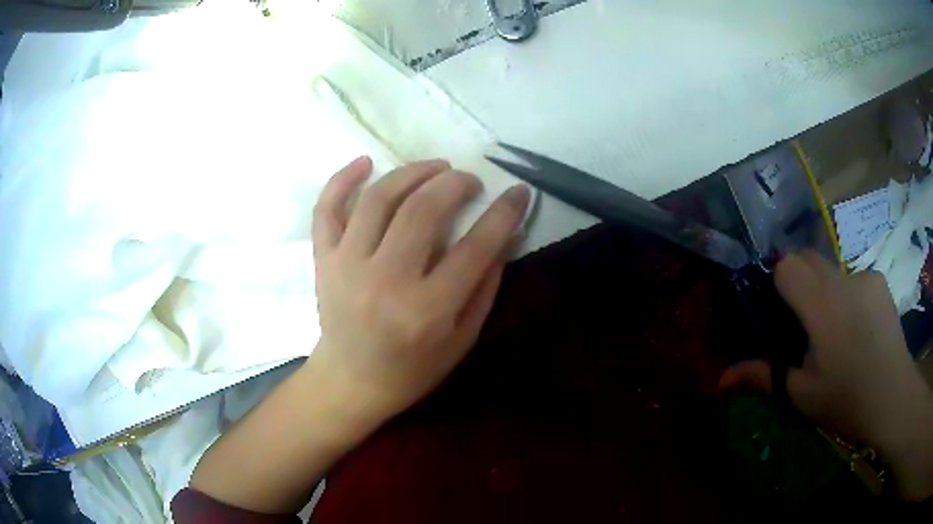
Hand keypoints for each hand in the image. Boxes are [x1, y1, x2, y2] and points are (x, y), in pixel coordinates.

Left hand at [309, 156, 529, 423]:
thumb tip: (504, 235)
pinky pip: (327, 209)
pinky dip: (342, 179)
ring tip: (435, 167)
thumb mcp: (462, 339)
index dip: (503, 214)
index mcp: (427, 311)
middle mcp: (385, 281)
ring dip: (412, 172)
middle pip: (422, 210)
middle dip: (455, 183)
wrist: (352, 382)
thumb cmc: (413, 369)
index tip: (518, 192)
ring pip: (378, 199)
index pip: (475, 248)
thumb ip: (485, 287)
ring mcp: (347, 266)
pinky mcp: (324, 260)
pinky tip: (365, 162)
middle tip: (469, 180)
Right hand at [720, 252, 932, 499]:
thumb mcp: (802, 395)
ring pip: (831, 270)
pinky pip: (854, 279)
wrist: (893, 398)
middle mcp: (844, 279)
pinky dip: (849, 297)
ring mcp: (865, 276)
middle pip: (808, 257)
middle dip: (798, 282)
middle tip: (802, 323)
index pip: (787, 265)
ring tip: (836, 333)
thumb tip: (722, 378)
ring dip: (825, 292)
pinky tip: (859, 329)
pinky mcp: (880, 281)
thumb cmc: (846, 400)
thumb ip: (764, 377)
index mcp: (822, 306)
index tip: (780, 313)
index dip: (777, 283)